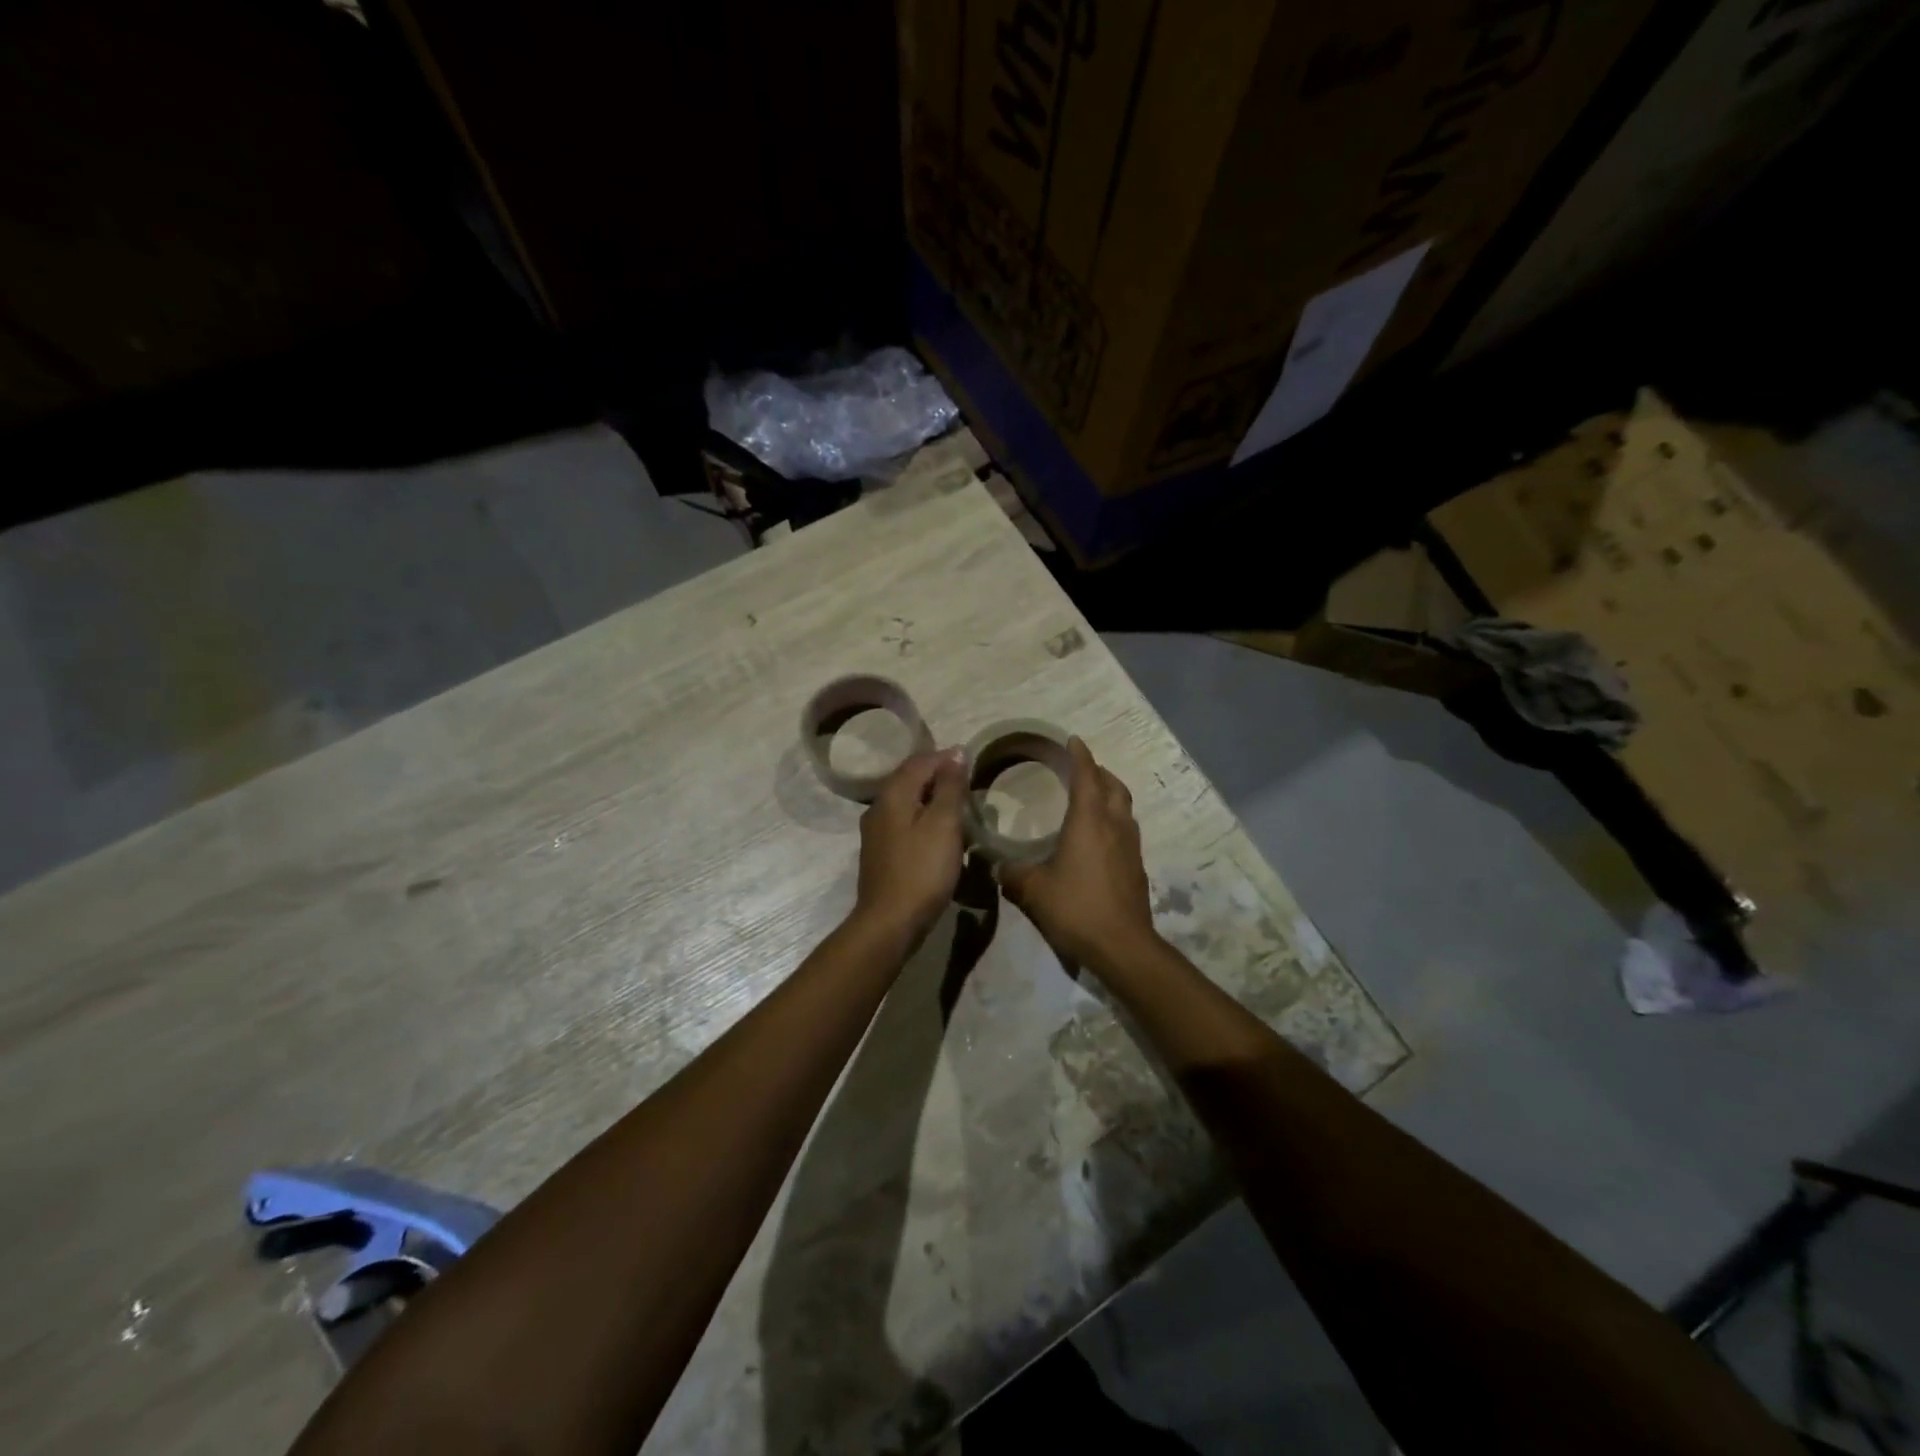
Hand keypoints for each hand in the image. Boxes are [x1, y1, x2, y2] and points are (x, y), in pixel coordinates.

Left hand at [852, 748, 967, 952]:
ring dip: (932, 798)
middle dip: (939, 776)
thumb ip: (950, 786)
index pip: (920, 760)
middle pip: (910, 778)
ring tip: (959, 807)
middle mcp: (879, 806)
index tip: (973, 764)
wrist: (889, 922)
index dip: (947, 758)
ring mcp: (876, 831)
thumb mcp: (944, 824)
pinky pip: (904, 821)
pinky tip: (939, 833)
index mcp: (893, 794)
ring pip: (907, 801)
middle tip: (969, 784)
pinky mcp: (880, 852)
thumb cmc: (922, 870)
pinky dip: (923, 818)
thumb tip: (956, 752)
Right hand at [999, 737, 1156, 968]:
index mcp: (1089, 821)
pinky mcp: (1136, 867)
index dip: (1080, 755)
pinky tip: (1098, 838)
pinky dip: (1113, 821)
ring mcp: (1130, 847)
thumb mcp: (1033, 891)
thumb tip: (994, 865)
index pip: (1087, 776)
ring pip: (1124, 808)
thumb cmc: (1076, 909)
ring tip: (1091, 798)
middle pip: (1113, 786)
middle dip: (1098, 772)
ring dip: (1110, 795)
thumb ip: (1011, 873)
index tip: (1072, 740)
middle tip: (1080, 769)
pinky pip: (1126, 830)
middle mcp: (1114, 826)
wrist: (1122, 946)